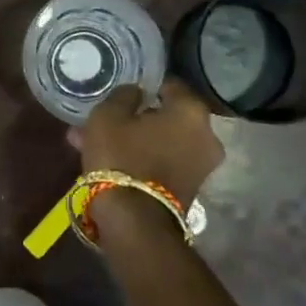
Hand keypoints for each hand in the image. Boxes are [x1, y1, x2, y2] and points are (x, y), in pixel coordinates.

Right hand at [78, 80, 224, 204]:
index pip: (170, 84)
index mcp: (191, 111)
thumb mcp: (108, 115)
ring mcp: (203, 166)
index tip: (124, 90)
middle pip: (167, 117)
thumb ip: (124, 95)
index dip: (145, 84)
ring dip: (136, 139)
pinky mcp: (191, 189)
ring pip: (162, 141)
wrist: (134, 221)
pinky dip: (143, 158)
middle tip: (108, 119)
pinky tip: (112, 161)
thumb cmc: (121, 157)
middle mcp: (207, 135)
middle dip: (137, 117)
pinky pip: (164, 162)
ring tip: (98, 142)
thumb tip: (135, 92)